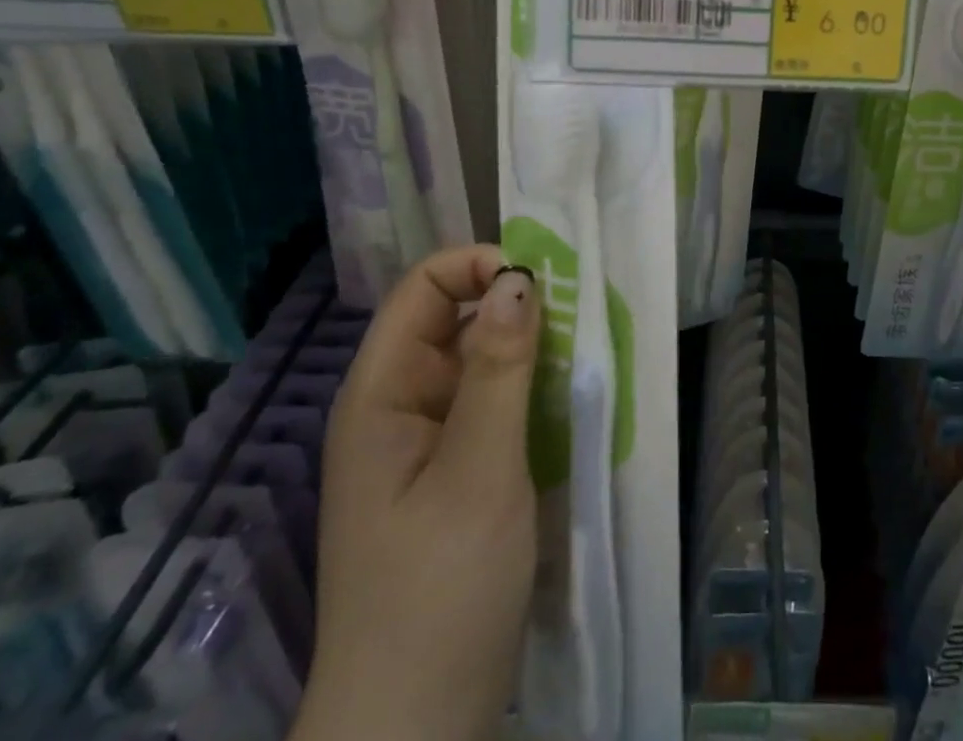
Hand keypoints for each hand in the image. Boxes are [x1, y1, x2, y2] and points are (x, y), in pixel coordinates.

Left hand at [293, 247, 540, 740]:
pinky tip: (567, 401)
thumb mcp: (478, 471)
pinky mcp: (454, 472)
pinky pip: (492, 404)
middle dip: (516, 308)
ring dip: (530, 350)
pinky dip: (529, 390)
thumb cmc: (439, 592)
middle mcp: (398, 405)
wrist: (415, 727)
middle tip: (578, 321)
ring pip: (481, 361)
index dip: (478, 268)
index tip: (541, 284)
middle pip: (455, 319)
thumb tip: (520, 277)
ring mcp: (426, 441)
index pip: (423, 289)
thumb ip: (499, 369)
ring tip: (582, 356)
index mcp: (381, 394)